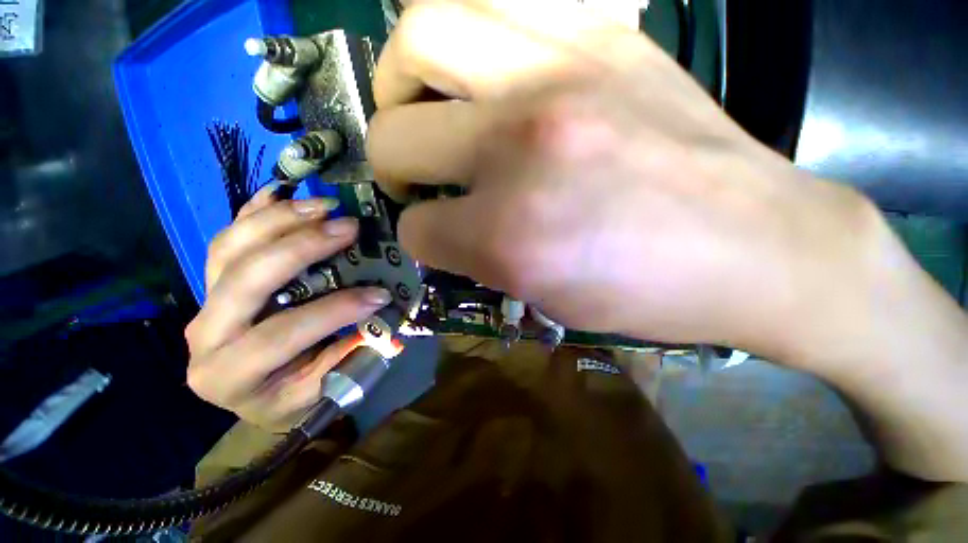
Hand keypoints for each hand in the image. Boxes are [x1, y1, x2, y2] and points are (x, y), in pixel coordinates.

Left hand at [186, 186, 392, 431]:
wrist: (253, 392)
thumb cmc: (288, 395)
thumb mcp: (320, 388)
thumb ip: (347, 354)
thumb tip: (379, 312)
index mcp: (228, 375)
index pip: (280, 334)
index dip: (334, 311)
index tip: (380, 294)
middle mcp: (204, 335)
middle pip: (245, 279)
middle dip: (301, 247)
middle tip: (348, 227)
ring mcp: (203, 303)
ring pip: (229, 249)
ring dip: (279, 219)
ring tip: (323, 206)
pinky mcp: (212, 283)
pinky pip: (227, 240)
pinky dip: (253, 213)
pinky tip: (281, 193)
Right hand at [367, 0, 904, 362]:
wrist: (758, 250)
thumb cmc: (649, 293)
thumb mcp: (545, 297)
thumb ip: (478, 258)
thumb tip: (438, 227)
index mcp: (507, 233)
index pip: (417, 228)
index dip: (420, 236)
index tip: (436, 236)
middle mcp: (517, 146)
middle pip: (394, 135)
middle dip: (391, 162)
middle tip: (413, 171)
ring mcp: (558, 74)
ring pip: (419, 32)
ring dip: (401, 77)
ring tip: (420, 103)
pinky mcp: (602, 35)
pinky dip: (464, 29)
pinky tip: (479, 67)